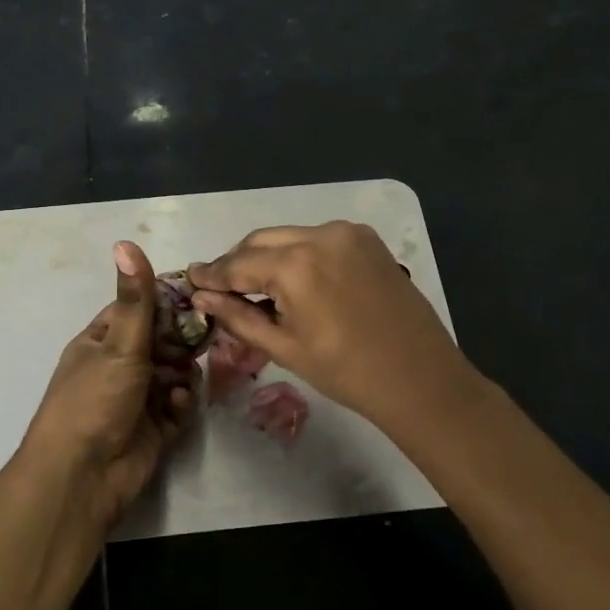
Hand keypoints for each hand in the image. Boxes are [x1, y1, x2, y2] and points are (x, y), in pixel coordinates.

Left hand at [20, 241, 194, 537]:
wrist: (84, 476)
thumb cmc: (95, 400)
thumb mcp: (118, 344)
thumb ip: (135, 299)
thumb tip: (125, 242)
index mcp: (101, 342)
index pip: (138, 310)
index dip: (166, 300)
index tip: (200, 293)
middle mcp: (119, 367)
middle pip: (161, 342)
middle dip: (182, 339)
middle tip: (209, 332)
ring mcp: (137, 399)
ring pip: (173, 373)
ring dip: (183, 371)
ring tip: (190, 371)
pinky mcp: (154, 429)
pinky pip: (177, 406)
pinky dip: (180, 403)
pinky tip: (177, 404)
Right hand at [187, 221, 479, 430]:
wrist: (418, 375)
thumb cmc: (345, 371)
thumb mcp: (284, 347)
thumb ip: (238, 316)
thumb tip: (202, 297)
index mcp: (295, 265)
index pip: (238, 264)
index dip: (212, 274)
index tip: (190, 279)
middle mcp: (320, 235)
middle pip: (261, 240)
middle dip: (237, 261)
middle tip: (218, 286)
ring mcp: (347, 233)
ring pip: (290, 236)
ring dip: (267, 255)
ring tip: (254, 285)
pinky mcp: (367, 239)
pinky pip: (318, 238)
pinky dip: (299, 253)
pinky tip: (294, 279)